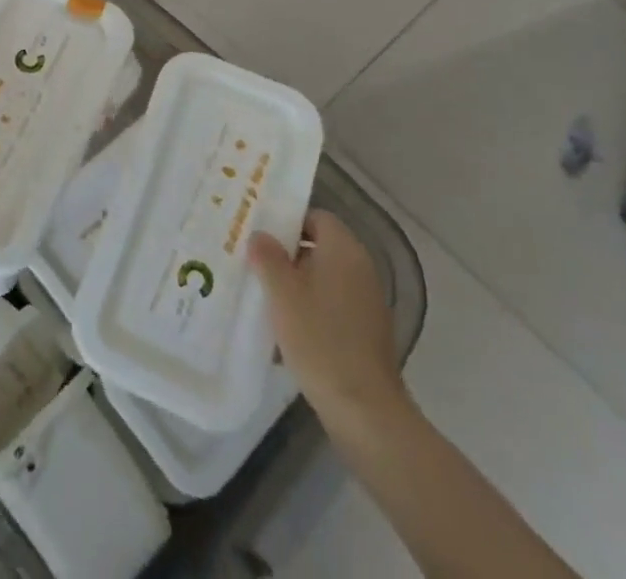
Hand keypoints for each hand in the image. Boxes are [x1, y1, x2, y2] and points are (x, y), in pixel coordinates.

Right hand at [249, 210, 409, 431]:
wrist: (365, 409)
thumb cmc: (320, 338)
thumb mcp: (282, 293)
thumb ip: (267, 256)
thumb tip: (260, 235)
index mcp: (343, 249)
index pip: (315, 217)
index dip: (288, 222)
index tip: (261, 236)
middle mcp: (361, 267)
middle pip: (320, 247)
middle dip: (288, 255)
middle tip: (256, 265)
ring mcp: (368, 301)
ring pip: (325, 278)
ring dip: (299, 284)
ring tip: (267, 298)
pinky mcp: (368, 332)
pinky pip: (335, 305)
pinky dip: (314, 309)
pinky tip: (290, 331)